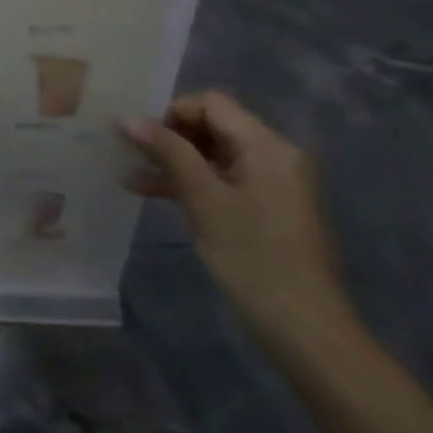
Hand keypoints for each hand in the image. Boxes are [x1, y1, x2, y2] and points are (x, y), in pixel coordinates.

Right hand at [119, 91, 355, 350]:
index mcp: (267, 146)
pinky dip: (192, 183)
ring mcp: (273, 183)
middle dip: (170, 136)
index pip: (211, 104)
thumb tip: (128, 117)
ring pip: (214, 155)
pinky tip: (153, 193)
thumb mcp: (203, 199)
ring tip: (131, 174)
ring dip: (175, 161)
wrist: (304, 328)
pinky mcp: (267, 208)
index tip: (139, 136)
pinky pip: (224, 180)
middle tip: (130, 153)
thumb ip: (168, 152)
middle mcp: (275, 155)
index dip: (171, 112)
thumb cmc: (253, 256)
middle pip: (213, 126)